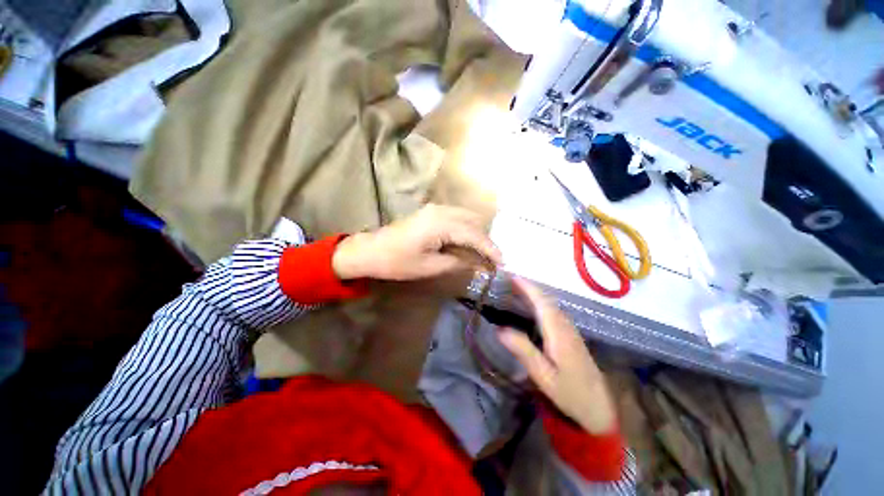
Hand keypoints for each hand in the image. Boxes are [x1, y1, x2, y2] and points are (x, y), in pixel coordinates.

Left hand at [331, 204, 501, 281]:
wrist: (370, 250)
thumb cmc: (398, 262)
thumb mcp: (430, 267)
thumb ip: (458, 262)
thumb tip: (480, 264)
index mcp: (441, 224)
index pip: (475, 235)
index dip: (491, 249)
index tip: (503, 263)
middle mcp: (442, 210)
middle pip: (474, 222)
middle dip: (486, 240)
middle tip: (493, 260)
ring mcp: (436, 208)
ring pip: (467, 217)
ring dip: (477, 234)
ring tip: (482, 254)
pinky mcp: (431, 212)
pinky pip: (457, 217)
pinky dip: (467, 229)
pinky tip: (468, 243)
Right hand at [499, 278, 616, 434]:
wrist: (599, 407)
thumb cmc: (570, 392)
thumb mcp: (543, 375)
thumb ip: (523, 350)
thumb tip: (499, 328)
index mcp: (558, 332)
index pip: (541, 301)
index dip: (526, 287)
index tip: (511, 276)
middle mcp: (565, 325)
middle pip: (546, 299)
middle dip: (528, 287)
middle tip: (508, 280)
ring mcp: (570, 329)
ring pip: (551, 304)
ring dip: (534, 293)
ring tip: (516, 289)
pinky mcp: (570, 335)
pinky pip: (553, 311)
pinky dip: (540, 303)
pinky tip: (531, 307)